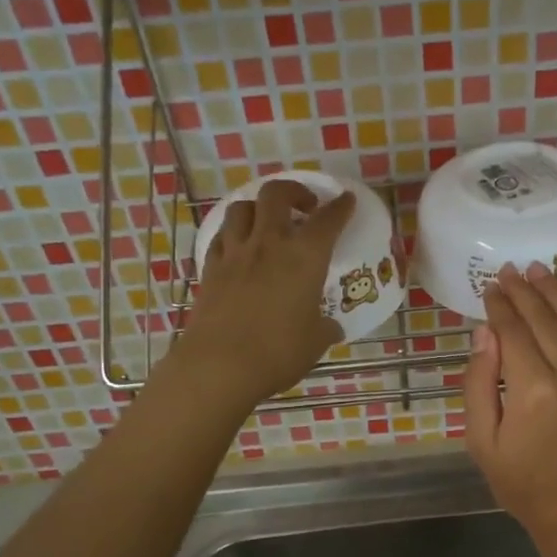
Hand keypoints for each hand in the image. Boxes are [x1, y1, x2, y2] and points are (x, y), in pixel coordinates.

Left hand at [171, 179, 354, 406]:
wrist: (220, 365)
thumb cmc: (278, 352)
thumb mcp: (315, 341)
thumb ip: (326, 327)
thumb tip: (331, 327)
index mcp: (305, 256)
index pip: (328, 220)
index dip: (341, 207)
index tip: (346, 200)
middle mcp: (269, 244)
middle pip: (276, 194)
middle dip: (294, 191)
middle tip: (304, 206)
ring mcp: (235, 253)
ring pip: (242, 208)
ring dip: (259, 208)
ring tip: (268, 222)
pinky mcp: (210, 268)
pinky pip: (221, 236)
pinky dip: (234, 233)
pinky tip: (240, 246)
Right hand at [463, 263, 556, 552]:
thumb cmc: (525, 485)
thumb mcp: (483, 442)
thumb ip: (479, 383)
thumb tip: (485, 332)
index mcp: (532, 391)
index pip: (513, 331)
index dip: (500, 305)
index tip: (490, 286)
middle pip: (545, 319)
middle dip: (524, 291)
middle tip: (510, 270)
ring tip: (539, 271)